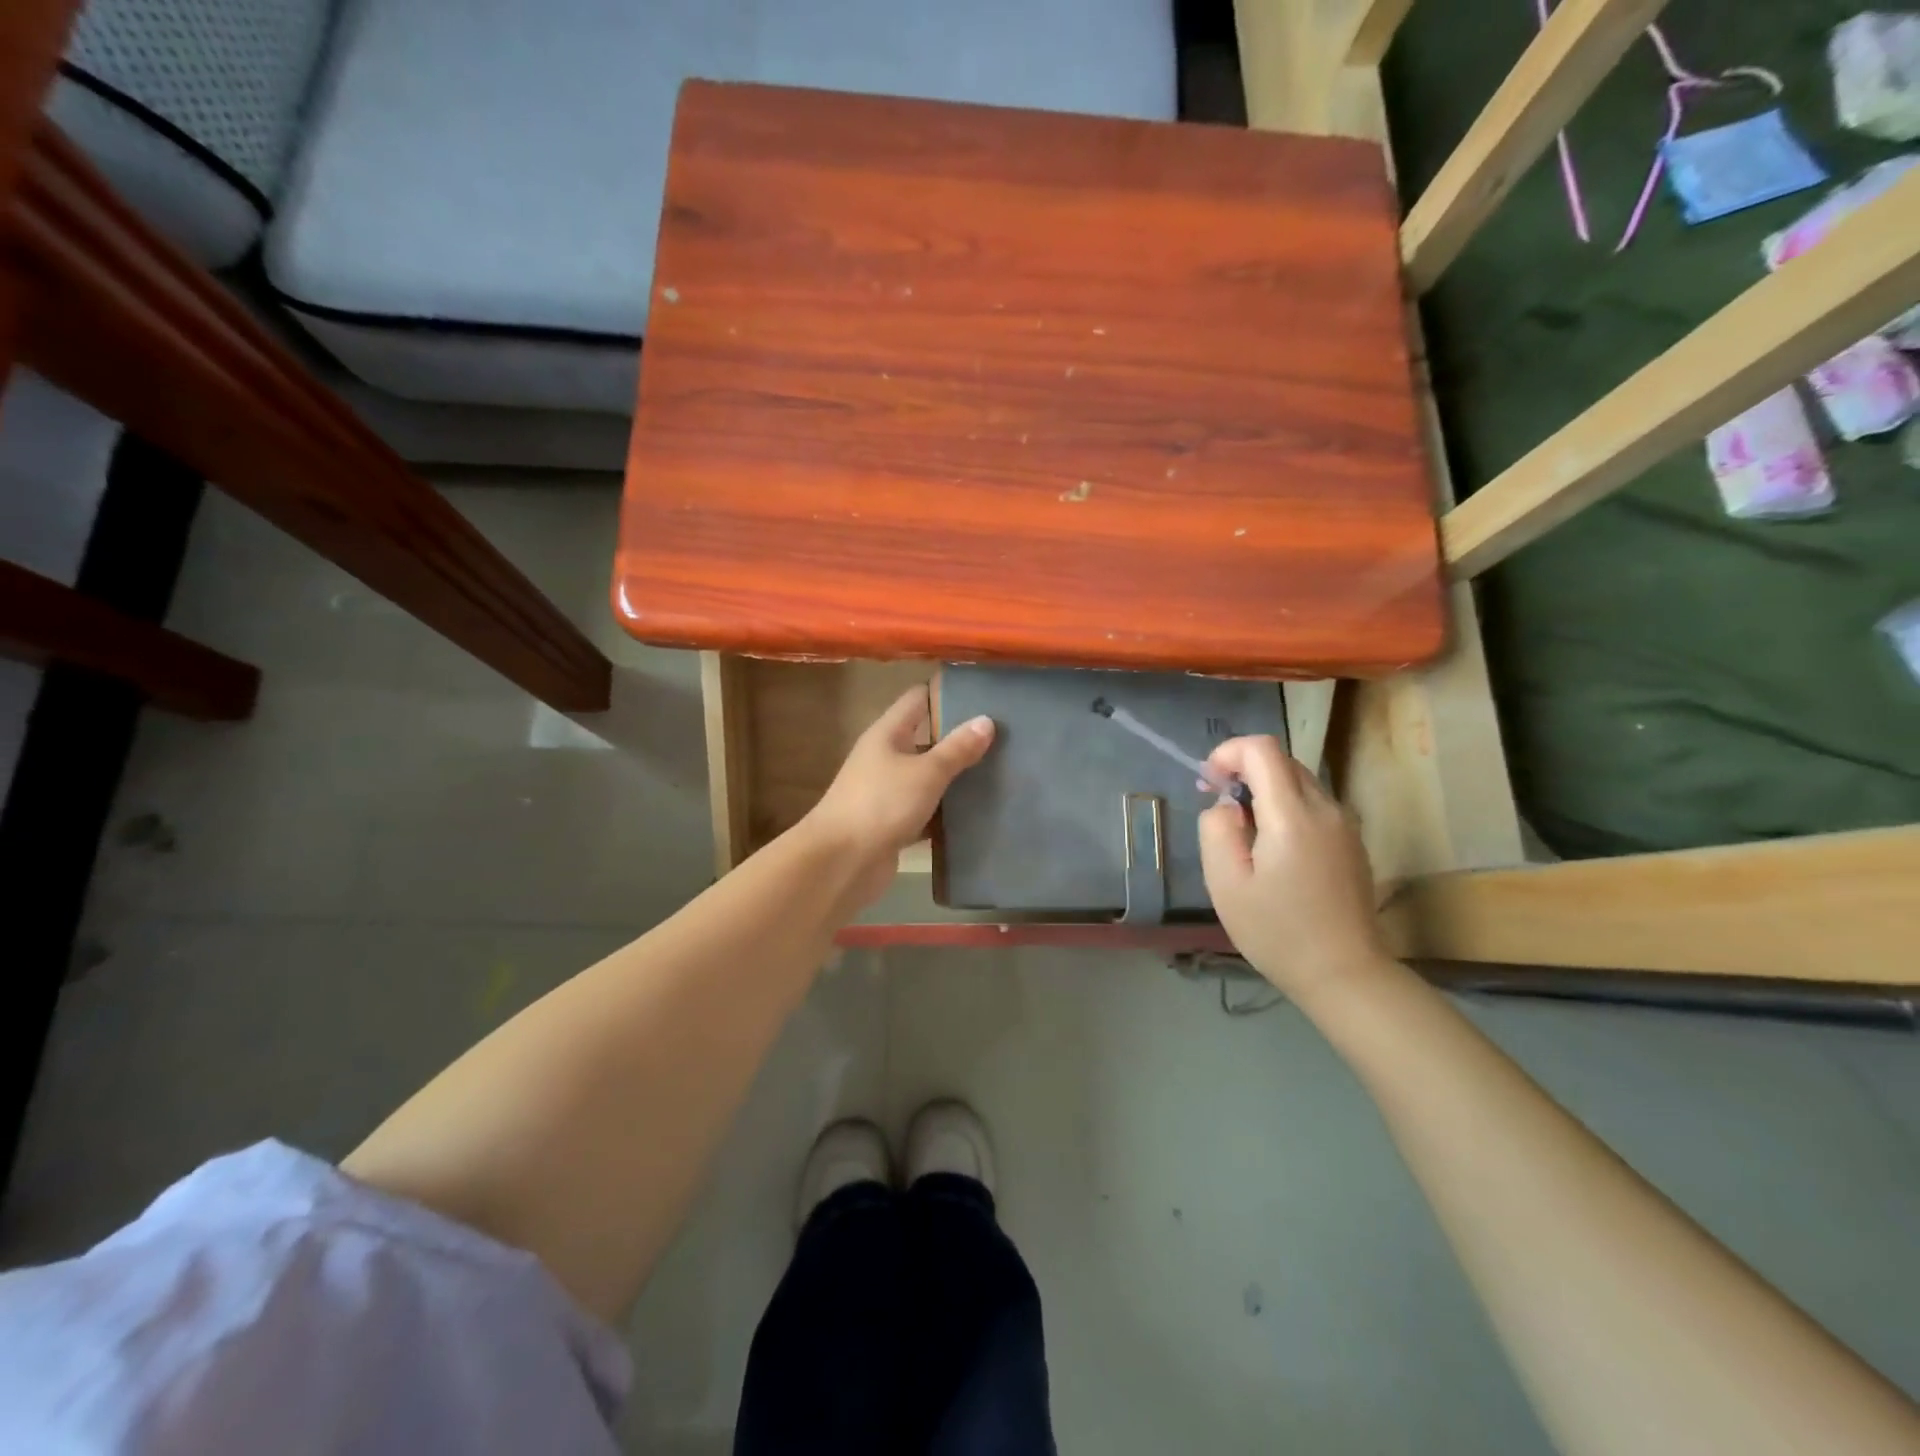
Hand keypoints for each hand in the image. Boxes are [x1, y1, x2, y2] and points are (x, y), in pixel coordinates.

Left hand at [802, 687, 995, 906]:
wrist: (840, 863)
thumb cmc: (881, 804)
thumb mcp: (925, 772)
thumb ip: (956, 749)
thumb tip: (986, 721)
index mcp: (887, 734)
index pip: (918, 699)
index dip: (947, 693)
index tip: (983, 694)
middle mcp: (884, 758)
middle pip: (926, 740)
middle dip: (959, 739)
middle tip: (1003, 737)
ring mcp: (887, 793)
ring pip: (927, 778)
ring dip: (955, 778)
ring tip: (999, 773)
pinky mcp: (892, 825)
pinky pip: (926, 811)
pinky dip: (946, 813)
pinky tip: (977, 814)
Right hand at [1197, 736, 1389, 1004]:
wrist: (1344, 974)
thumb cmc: (1277, 932)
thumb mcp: (1226, 883)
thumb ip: (1217, 830)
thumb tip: (1227, 805)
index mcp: (1292, 815)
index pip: (1262, 749)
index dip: (1228, 753)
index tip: (1209, 783)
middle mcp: (1325, 809)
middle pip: (1282, 761)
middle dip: (1244, 769)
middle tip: (1218, 803)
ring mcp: (1345, 825)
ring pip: (1299, 781)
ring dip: (1265, 789)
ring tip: (1242, 829)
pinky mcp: (1352, 842)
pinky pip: (1314, 805)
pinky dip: (1286, 807)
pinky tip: (1273, 847)